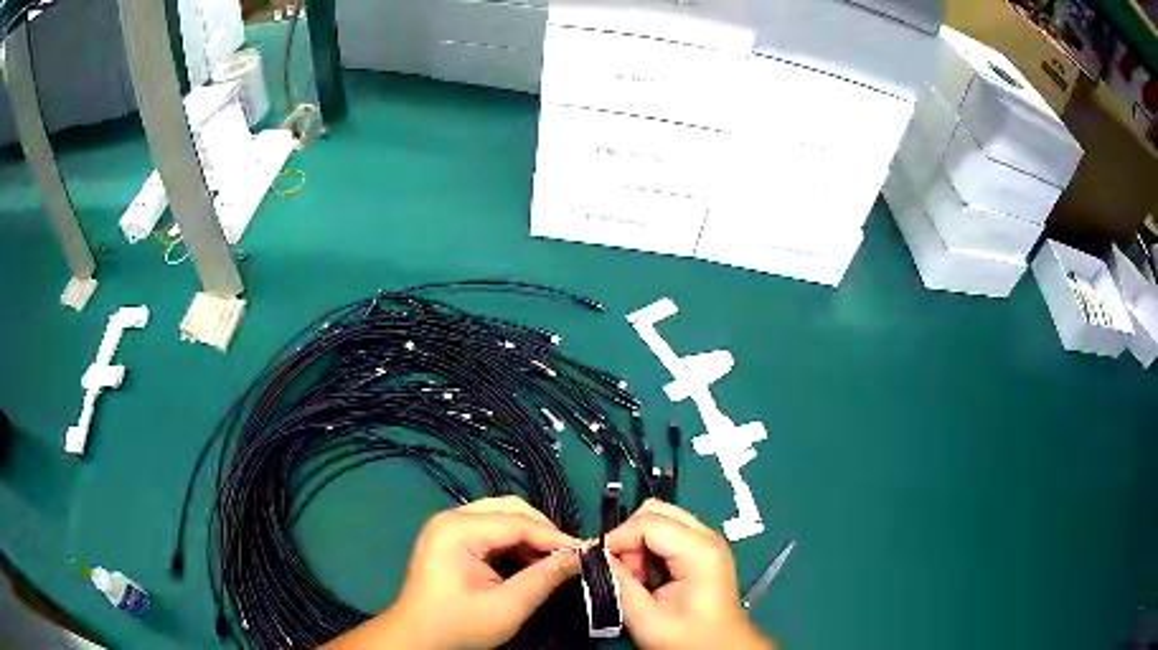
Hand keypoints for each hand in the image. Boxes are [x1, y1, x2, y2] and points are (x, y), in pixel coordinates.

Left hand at [326, 496, 580, 649]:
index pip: (517, 522)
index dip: (554, 536)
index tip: (585, 550)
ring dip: (528, 537)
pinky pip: (489, 530)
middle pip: (508, 510)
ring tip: (551, 561)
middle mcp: (450, 518)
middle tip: (568, 554)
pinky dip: (513, 543)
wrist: (417, 638)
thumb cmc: (459, 624)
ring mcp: (447, 527)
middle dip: (541, 531)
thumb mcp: (507, 606)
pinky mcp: (449, 539)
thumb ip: (544, 578)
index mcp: (457, 529)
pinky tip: (528, 563)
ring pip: (501, 517)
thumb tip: (578, 557)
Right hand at [606, 500, 774, 649]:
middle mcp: (706, 536)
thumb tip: (594, 557)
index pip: (646, 522)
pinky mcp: (704, 551)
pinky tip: (649, 578)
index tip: (599, 563)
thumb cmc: (688, 638)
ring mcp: (707, 541)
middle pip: (655, 511)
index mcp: (698, 550)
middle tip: (623, 571)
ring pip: (660, 520)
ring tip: (637, 580)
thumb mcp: (645, 618)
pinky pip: (668, 534)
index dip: (616, 539)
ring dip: (639, 545)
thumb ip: (618, 583)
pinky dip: (650, 550)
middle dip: (629, 537)